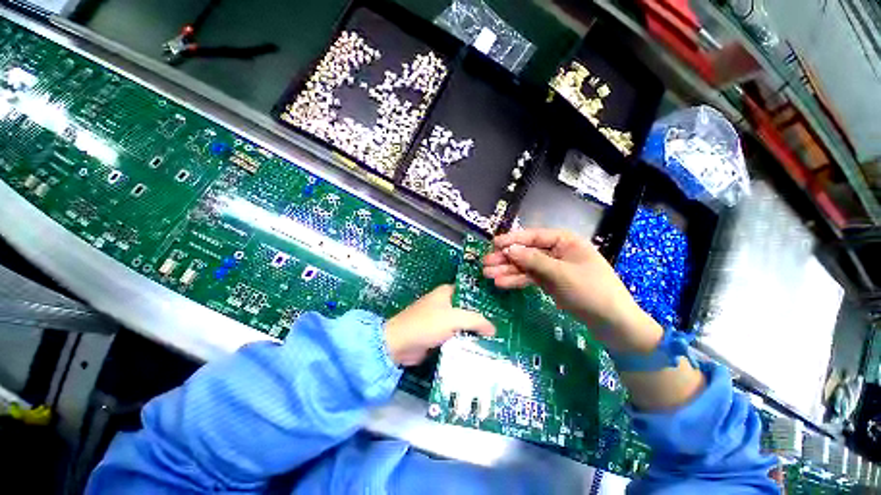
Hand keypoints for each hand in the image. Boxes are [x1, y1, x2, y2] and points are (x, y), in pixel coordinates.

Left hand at [384, 285, 494, 365]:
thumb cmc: (426, 324)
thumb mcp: (453, 318)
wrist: (399, 344)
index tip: (501, 307)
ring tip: (497, 338)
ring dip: (475, 330)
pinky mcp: (438, 334)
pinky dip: (465, 340)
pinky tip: (481, 347)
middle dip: (482, 317)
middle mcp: (445, 303)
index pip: (470, 291)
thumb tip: (493, 329)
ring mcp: (441, 319)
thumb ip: (475, 320)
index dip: (484, 298)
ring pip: (463, 323)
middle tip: (503, 326)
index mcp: (447, 292)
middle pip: (468, 308)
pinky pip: (456, 335)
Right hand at [482, 229, 660, 353]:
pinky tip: (502, 283)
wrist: (613, 323)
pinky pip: (530, 278)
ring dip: (507, 271)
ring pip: (526, 266)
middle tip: (485, 264)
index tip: (493, 244)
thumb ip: (533, 260)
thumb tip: (509, 249)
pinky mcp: (551, 282)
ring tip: (488, 275)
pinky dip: (517, 281)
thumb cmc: (591, 291)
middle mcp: (557, 251)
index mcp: (565, 241)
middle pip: (526, 252)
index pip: (534, 236)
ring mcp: (553, 268)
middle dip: (506, 258)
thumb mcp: (561, 273)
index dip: (512, 240)